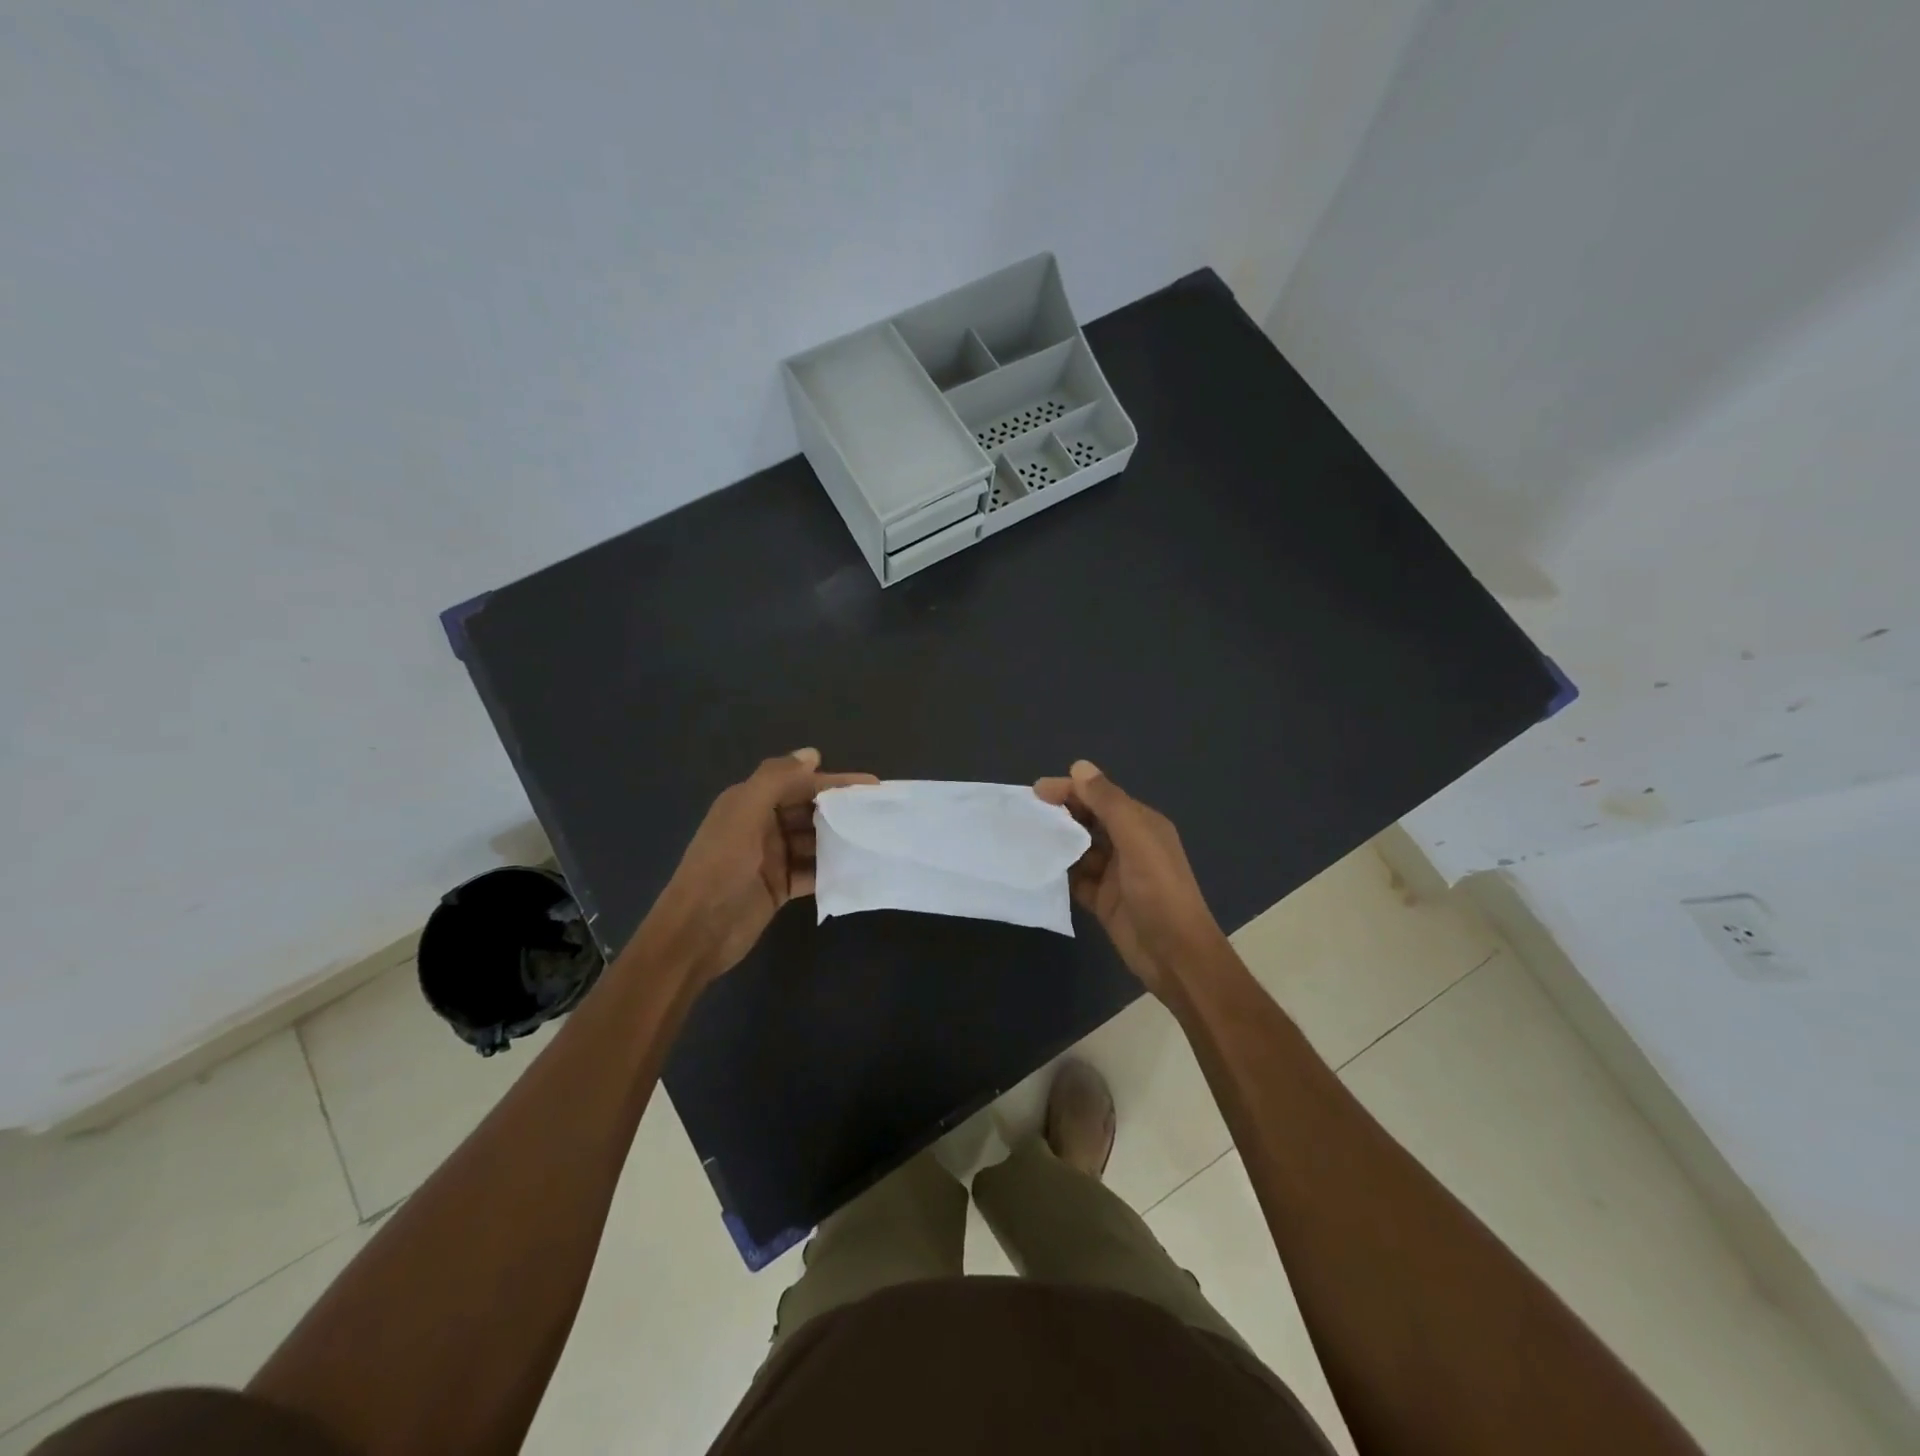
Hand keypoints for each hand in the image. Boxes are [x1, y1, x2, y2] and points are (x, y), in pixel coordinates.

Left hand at [647, 749, 876, 984]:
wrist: (697, 933)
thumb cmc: (721, 867)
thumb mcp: (744, 813)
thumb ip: (776, 779)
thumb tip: (813, 754)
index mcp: (749, 801)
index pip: (798, 782)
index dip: (834, 781)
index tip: (872, 785)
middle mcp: (761, 825)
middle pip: (808, 810)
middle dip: (840, 810)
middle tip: (879, 814)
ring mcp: (771, 858)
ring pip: (813, 840)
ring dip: (839, 839)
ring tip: (874, 840)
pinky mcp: (780, 887)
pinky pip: (812, 871)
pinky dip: (831, 868)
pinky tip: (857, 868)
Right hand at [1035, 760, 1226, 997]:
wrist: (1175, 956)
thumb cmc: (1159, 892)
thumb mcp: (1136, 840)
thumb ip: (1108, 803)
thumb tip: (1079, 766)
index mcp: (1141, 824)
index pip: (1101, 797)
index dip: (1071, 789)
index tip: (1037, 791)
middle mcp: (1128, 844)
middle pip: (1089, 820)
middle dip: (1061, 813)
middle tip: (1026, 814)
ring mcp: (1114, 873)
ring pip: (1079, 848)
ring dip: (1057, 842)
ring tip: (1024, 838)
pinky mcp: (1102, 900)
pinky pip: (1075, 878)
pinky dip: (1059, 872)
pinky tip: (1037, 867)